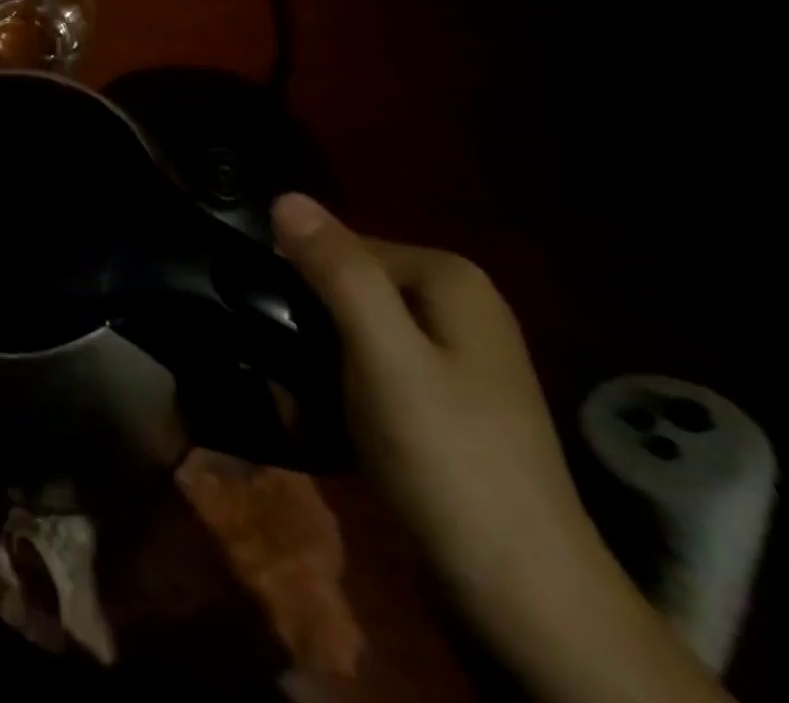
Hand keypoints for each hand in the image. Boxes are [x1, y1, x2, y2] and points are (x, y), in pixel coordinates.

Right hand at [271, 196, 728, 702]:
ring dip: (312, 357)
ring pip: (349, 326)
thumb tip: (284, 194)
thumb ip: (337, 271)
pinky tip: (321, 416)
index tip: (268, 322)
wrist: (520, 593)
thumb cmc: (446, 456)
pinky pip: (366, 364)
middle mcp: (455, 303)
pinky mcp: (440, 397)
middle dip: (303, 323)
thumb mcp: (384, 354)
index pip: (338, 244)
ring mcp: (451, 353)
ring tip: (293, 397)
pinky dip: (337, 383)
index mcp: (449, 277)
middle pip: (344, 284)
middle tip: (278, 367)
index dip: (296, 278)